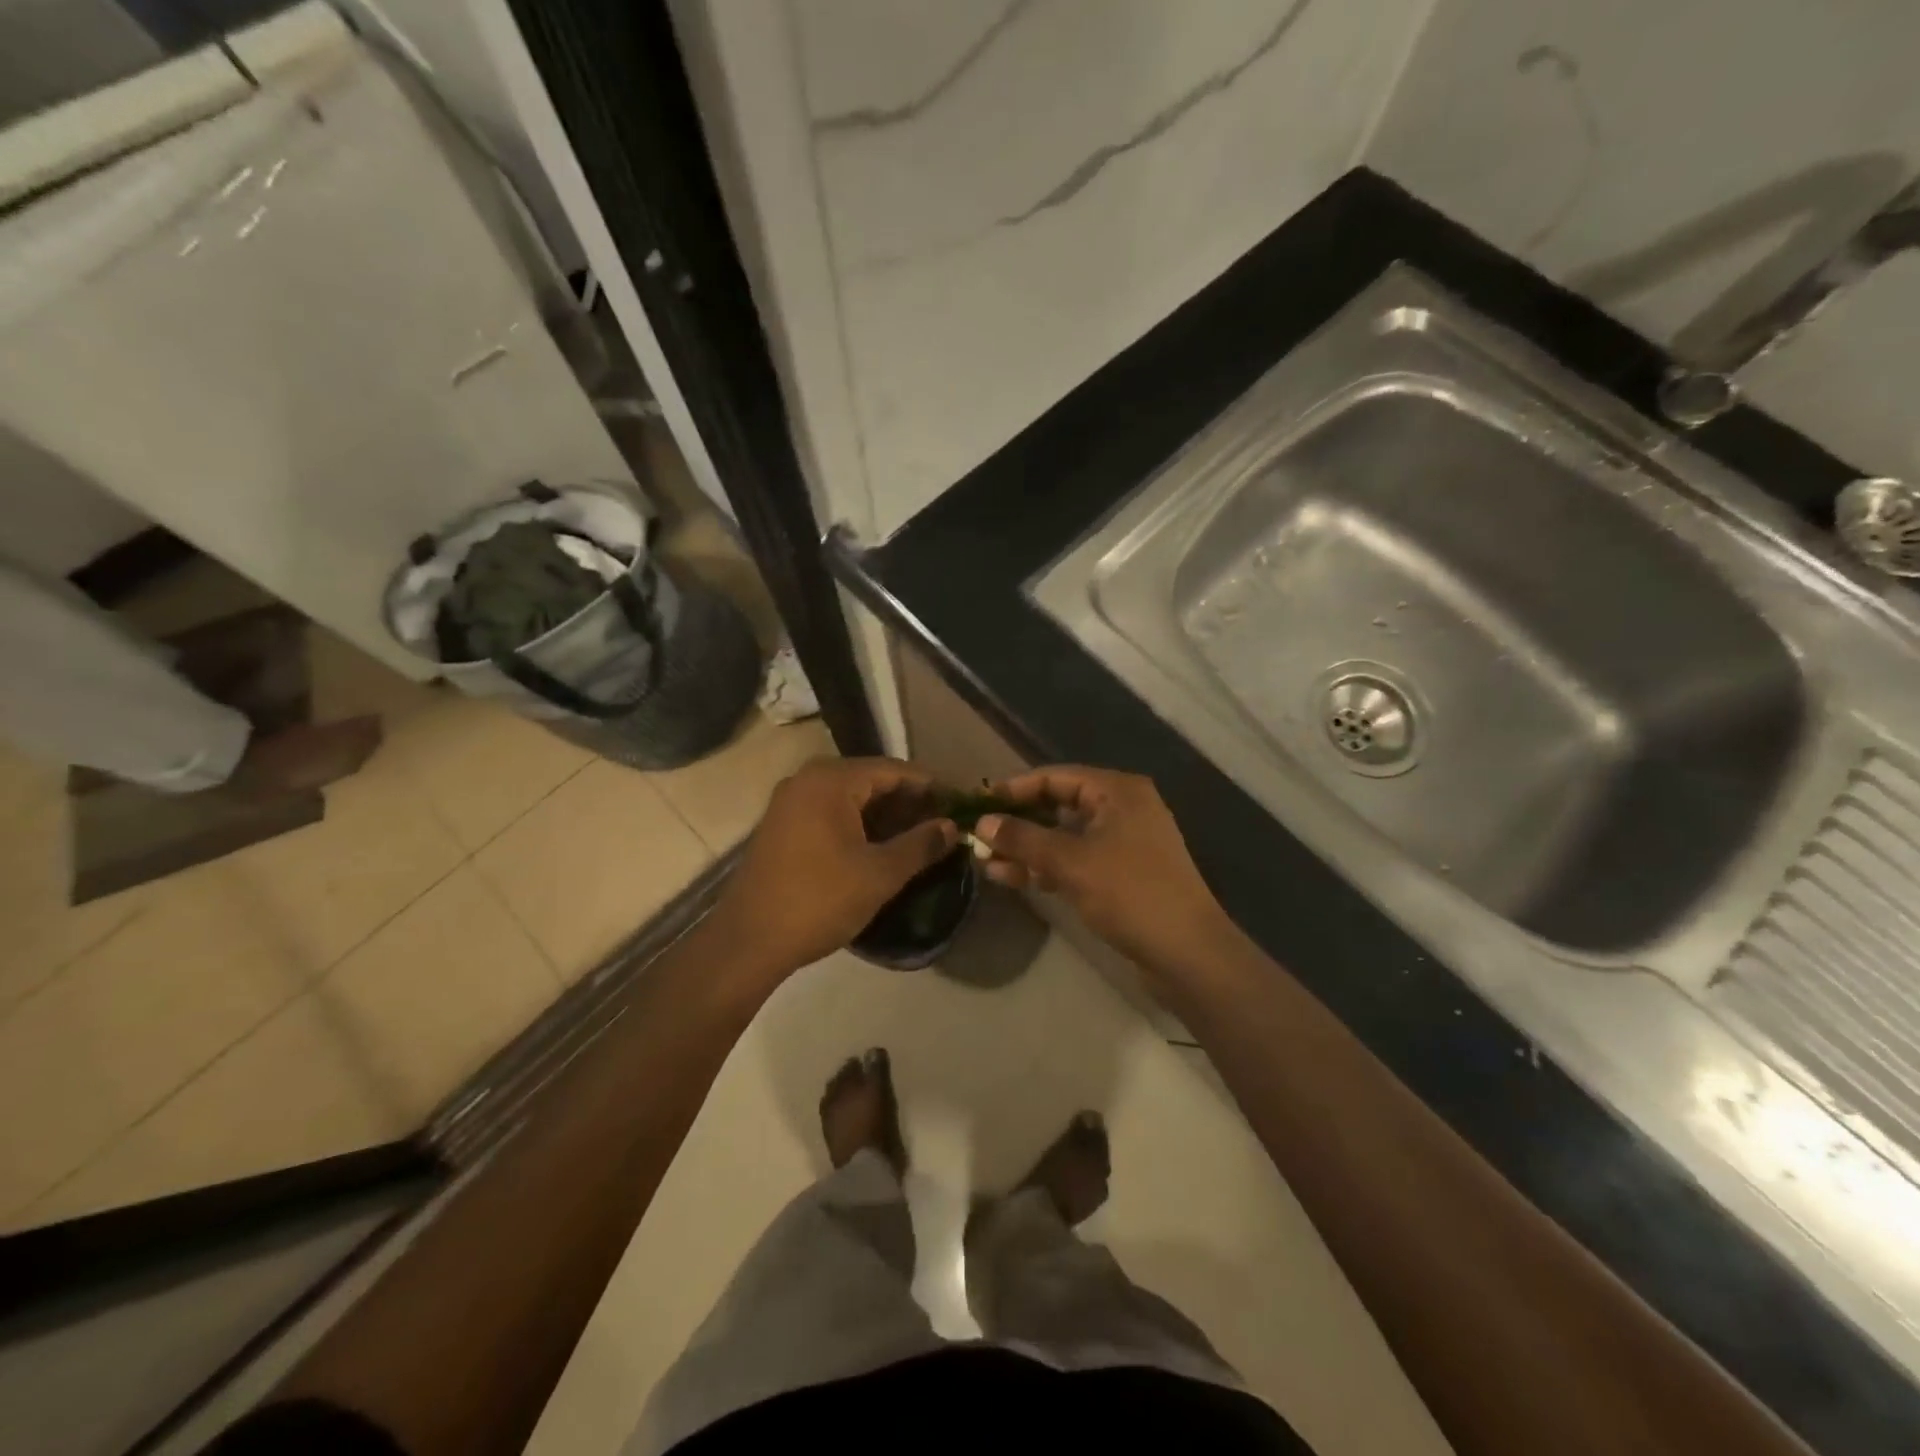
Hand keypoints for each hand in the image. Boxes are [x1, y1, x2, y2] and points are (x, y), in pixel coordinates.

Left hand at [709, 757, 958, 981]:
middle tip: (944, 823)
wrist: (748, 942)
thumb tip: (952, 827)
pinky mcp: (783, 826)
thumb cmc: (819, 901)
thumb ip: (920, 845)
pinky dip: (860, 824)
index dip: (931, 787)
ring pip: (852, 798)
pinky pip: (832, 812)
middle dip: (910, 801)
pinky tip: (882, 846)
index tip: (960, 804)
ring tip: (920, 838)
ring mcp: (791, 802)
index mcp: (831, 780)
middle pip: (872, 780)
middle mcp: (808, 780)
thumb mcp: (879, 874)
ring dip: (886, 815)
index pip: (894, 770)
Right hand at [975, 765, 1229, 976]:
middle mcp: (1123, 808)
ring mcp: (1124, 843)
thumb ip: (1023, 838)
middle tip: (979, 837)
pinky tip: (1013, 878)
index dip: (1015, 789)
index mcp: (1117, 791)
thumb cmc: (1130, 893)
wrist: (1188, 952)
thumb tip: (982, 822)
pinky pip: (1076, 860)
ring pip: (1065, 837)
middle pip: (1059, 806)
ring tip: (986, 863)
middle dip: (1019, 823)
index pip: (1055, 777)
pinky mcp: (1123, 874)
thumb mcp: (1070, 862)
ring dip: (1028, 849)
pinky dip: (1047, 867)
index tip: (979, 803)